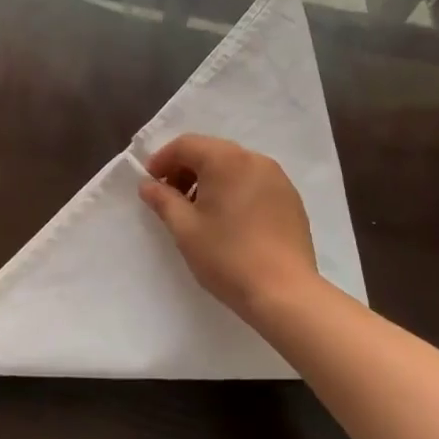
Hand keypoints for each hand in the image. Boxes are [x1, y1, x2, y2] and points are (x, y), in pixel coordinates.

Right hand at [139, 134, 319, 323]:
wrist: (285, 293)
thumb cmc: (227, 257)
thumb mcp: (185, 229)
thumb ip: (163, 200)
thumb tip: (148, 184)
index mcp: (226, 160)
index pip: (185, 145)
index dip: (162, 160)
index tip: (150, 184)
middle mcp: (254, 159)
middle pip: (211, 151)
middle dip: (186, 169)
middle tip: (170, 197)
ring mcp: (277, 178)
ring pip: (233, 166)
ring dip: (210, 179)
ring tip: (199, 211)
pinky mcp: (290, 198)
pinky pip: (253, 182)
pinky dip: (234, 189)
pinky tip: (229, 220)